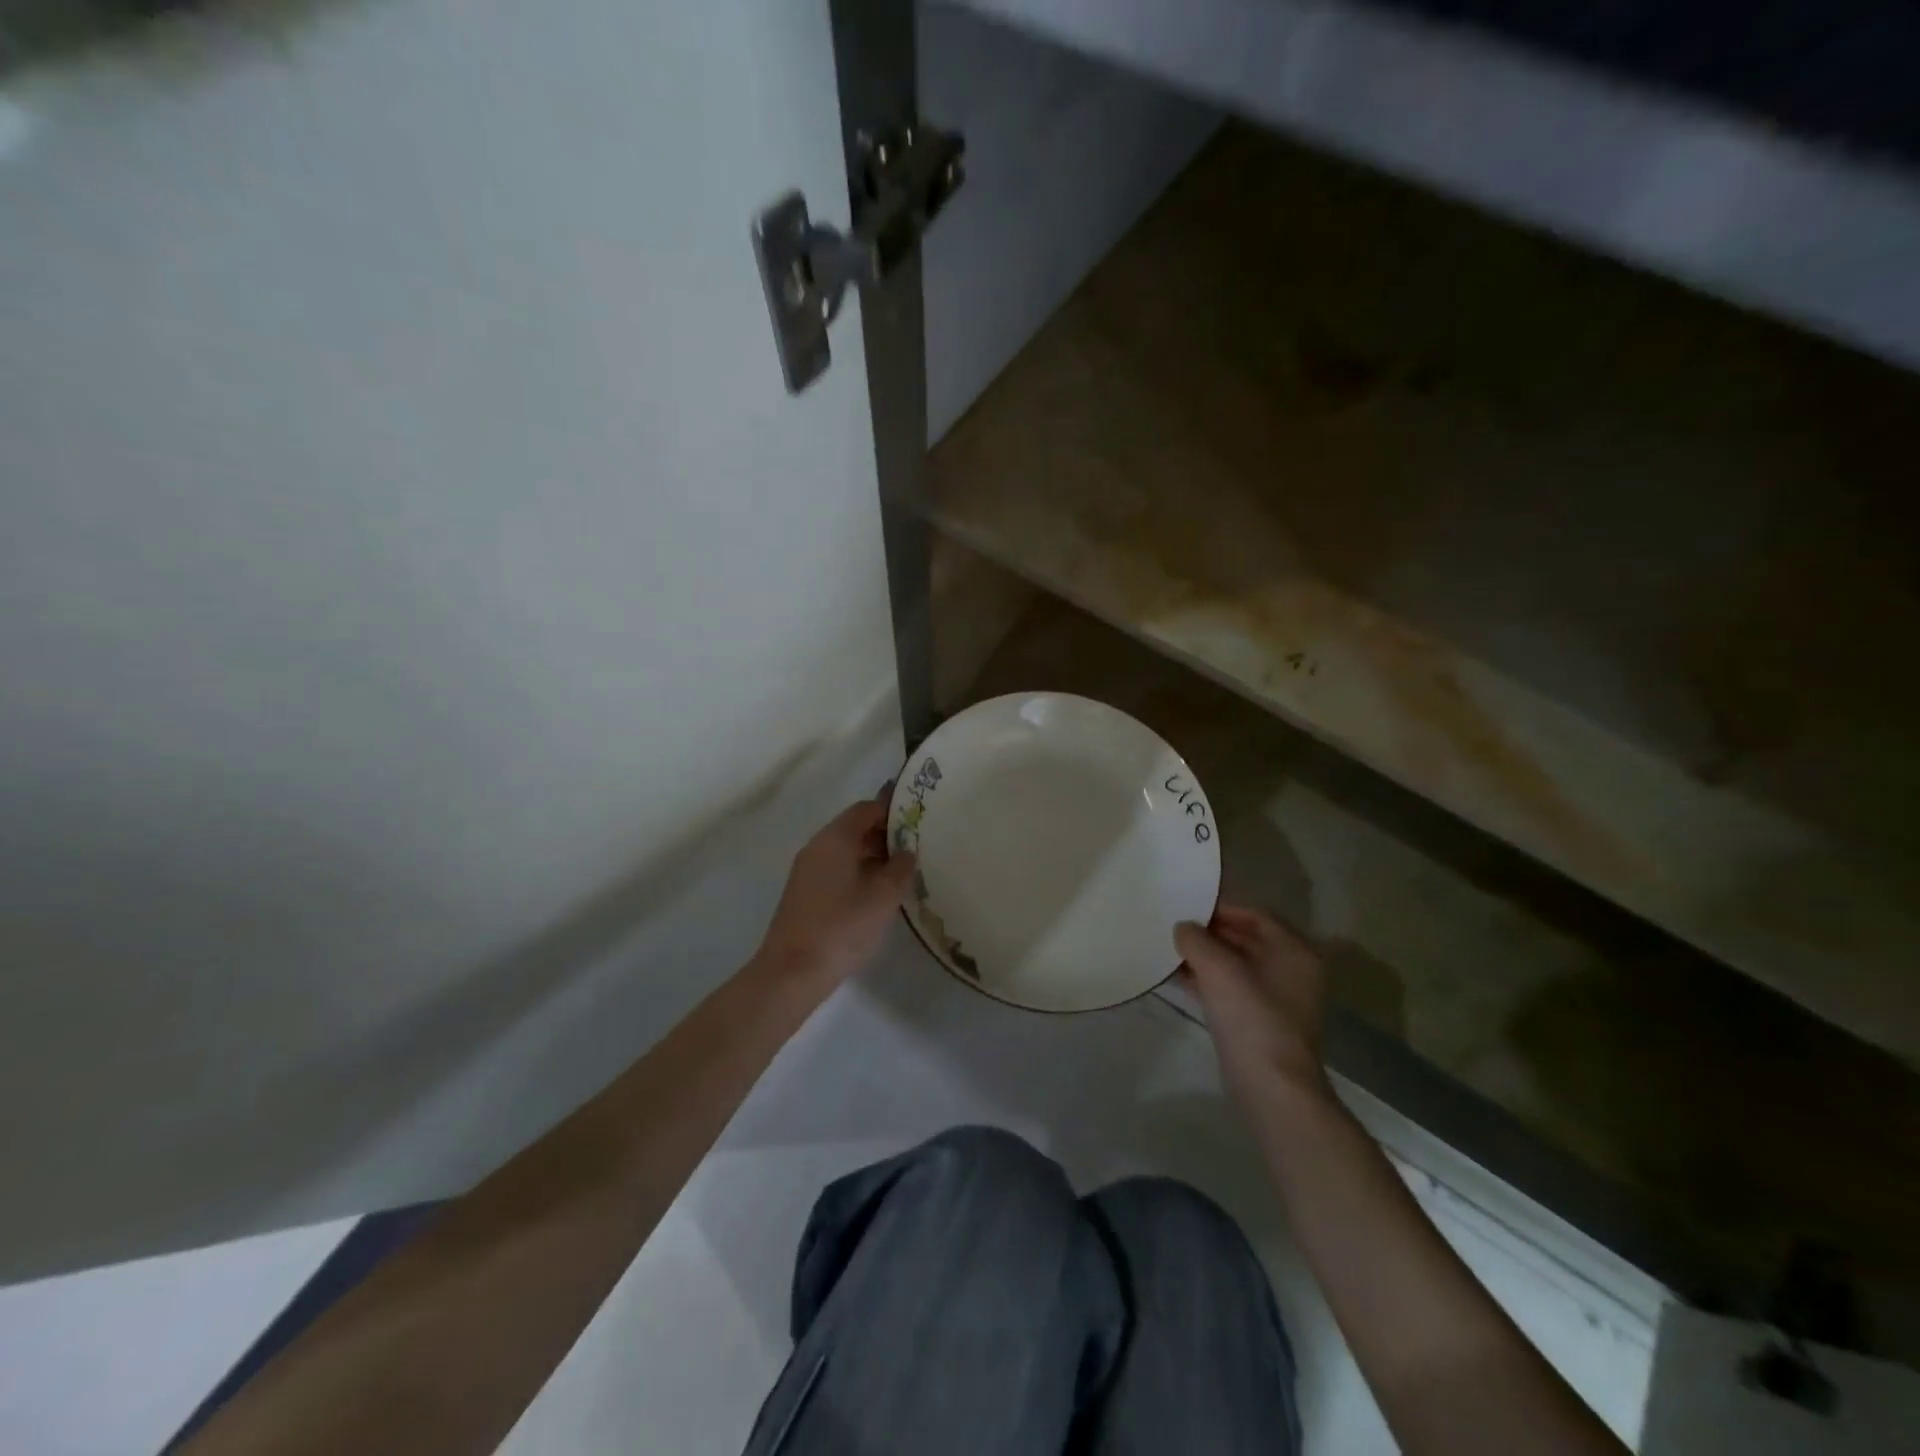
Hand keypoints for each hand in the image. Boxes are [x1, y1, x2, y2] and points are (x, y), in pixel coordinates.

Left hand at [755, 799, 917, 987]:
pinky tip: (878, 895)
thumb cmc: (841, 928)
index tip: (918, 820)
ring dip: (873, 857)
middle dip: (885, 835)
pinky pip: (836, 870)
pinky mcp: (804, 894)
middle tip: (916, 848)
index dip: (892, 811)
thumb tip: (906, 852)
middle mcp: (817, 847)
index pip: (866, 809)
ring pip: (845, 851)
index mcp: (835, 839)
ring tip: (903, 873)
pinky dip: (859, 873)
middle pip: (854, 828)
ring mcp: (807, 871)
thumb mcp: (883, 897)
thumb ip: (900, 869)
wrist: (792, 972)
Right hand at [1176, 904, 1330, 1108]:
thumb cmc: (1251, 1016)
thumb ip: (1196, 939)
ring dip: (1206, 958)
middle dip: (1210, 934)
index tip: (1188, 908)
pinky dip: (1208, 981)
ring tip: (1170, 950)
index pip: (1255, 915)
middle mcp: (1292, 970)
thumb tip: (1183, 928)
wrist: (1271, 1086)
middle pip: (1246, 939)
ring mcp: (1278, 999)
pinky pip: (1232, 989)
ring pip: (1236, 966)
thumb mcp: (1217, 968)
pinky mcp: (1261, 1022)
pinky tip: (1179, 978)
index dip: (1221, 909)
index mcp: (1293, 950)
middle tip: (1175, 928)